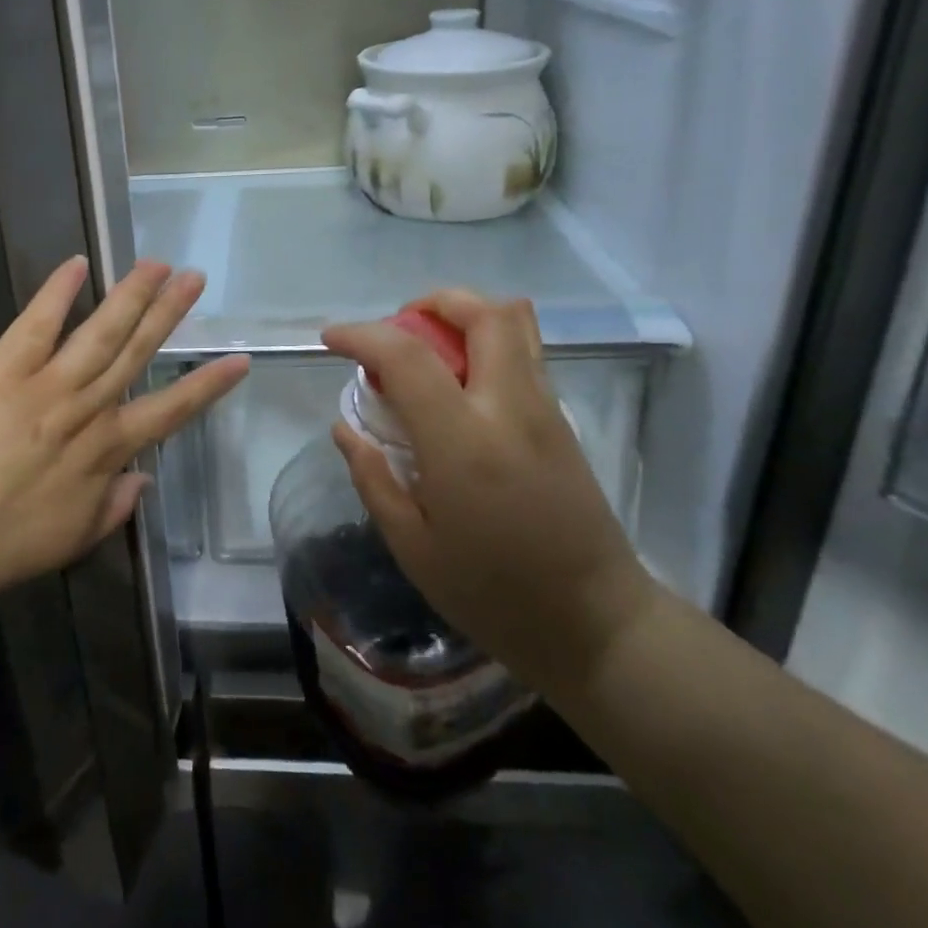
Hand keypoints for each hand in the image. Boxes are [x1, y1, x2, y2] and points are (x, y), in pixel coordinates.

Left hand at [0, 257, 248, 602]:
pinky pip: (38, 323)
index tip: (238, 359)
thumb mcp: (75, 538)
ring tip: (157, 264)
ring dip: (131, 295)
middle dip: (169, 315)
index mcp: (108, 449)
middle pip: (137, 353)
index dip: (207, 385)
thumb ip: (115, 506)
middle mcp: (88, 407)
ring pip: (100, 331)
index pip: (171, 410)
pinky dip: (57, 292)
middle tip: (195, 279)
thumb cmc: (8, 544)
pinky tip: (78, 263)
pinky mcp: (5, 367)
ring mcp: (48, 383)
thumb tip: (144, 479)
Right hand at [323, 292, 656, 690]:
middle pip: (482, 314)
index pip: (408, 356)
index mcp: (463, 442)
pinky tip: (461, 381)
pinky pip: (526, 352)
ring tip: (429, 345)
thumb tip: (344, 426)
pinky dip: (488, 340)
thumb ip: (373, 477)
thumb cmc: (493, 594)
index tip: (331, 338)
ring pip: (514, 323)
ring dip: (465, 315)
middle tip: (397, 330)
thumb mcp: (413, 547)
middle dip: (432, 303)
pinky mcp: (563, 421)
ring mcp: (545, 409)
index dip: (362, 334)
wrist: (595, 624)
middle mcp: (510, 408)